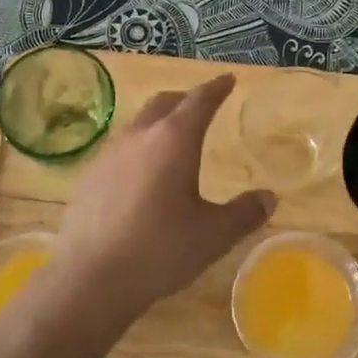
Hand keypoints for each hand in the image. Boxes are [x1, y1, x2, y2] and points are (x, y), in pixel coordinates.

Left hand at [49, 75, 274, 324]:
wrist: (89, 278)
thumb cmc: (160, 250)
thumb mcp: (213, 235)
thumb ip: (244, 213)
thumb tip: (268, 197)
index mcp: (174, 140)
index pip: (200, 101)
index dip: (216, 88)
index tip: (228, 80)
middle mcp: (139, 137)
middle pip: (164, 104)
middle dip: (185, 100)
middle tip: (201, 106)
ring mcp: (108, 155)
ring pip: (138, 125)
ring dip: (158, 124)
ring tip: (172, 141)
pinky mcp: (89, 177)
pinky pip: (120, 151)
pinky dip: (138, 150)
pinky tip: (141, 178)